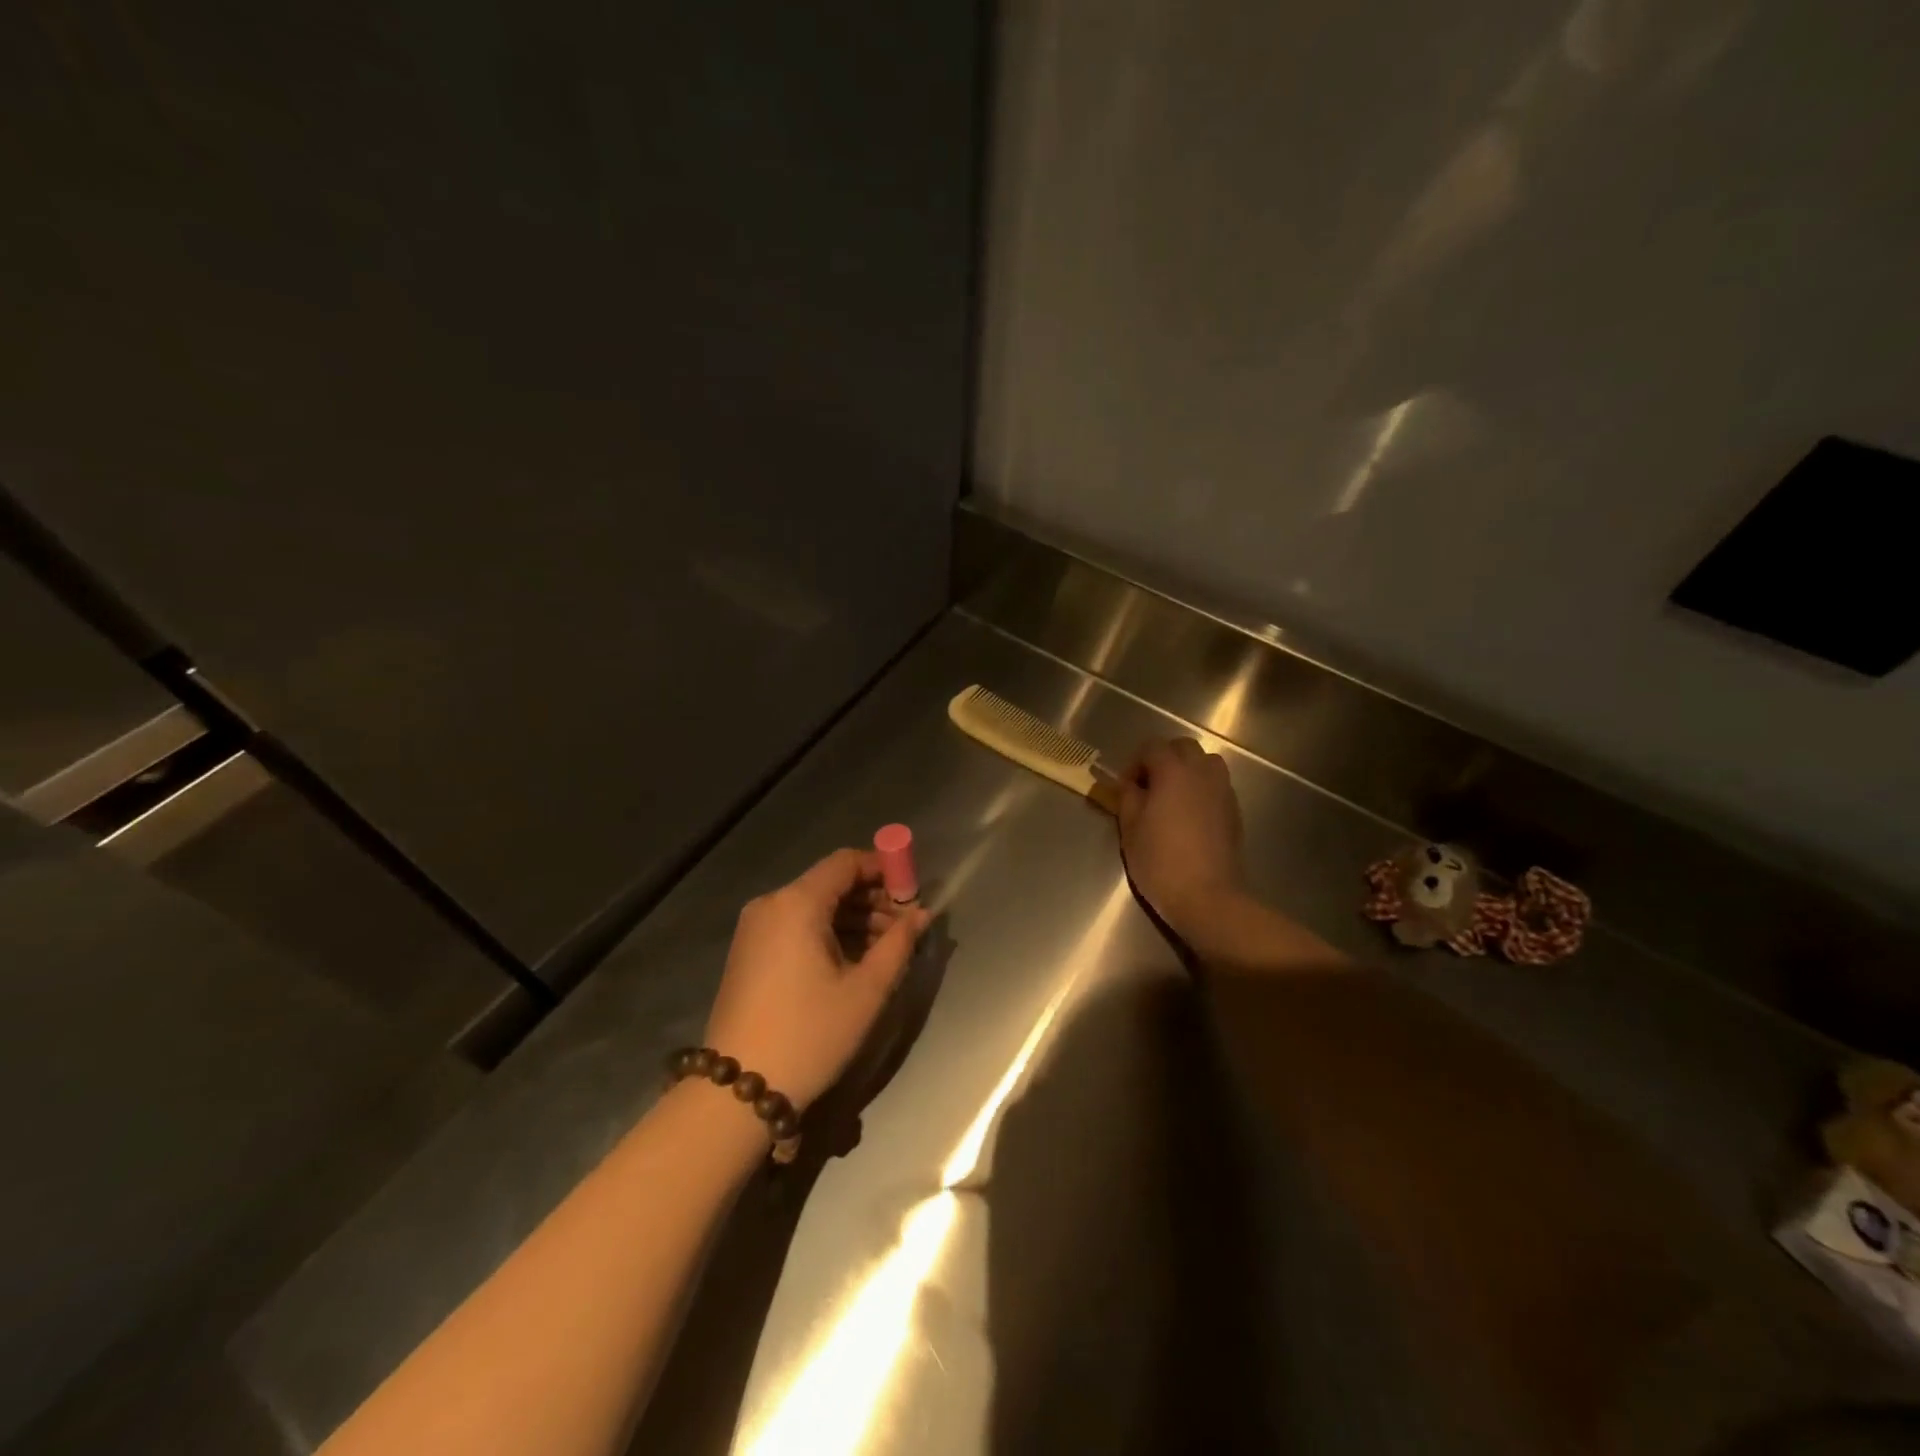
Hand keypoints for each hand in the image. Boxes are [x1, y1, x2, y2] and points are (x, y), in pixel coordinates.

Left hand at [703, 849, 929, 1112]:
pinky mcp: (749, 953)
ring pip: (814, 907)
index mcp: (797, 903)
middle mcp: (771, 905)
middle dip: (872, 899)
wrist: (738, 1090)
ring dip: (853, 919)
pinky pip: (796, 927)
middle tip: (905, 929)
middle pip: (830, 883)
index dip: (883, 870)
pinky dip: (827, 934)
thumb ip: (899, 943)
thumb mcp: (866, 990)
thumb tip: (921, 914)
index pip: (846, 862)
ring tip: (886, 950)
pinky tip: (853, 961)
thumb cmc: (810, 1034)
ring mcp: (755, 929)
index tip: (912, 893)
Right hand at [1117, 736, 1247, 944]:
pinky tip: (1189, 817)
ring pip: (1206, 763)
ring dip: (1187, 771)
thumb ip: (1127, 797)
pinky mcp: (1234, 811)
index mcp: (1173, 772)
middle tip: (1148, 787)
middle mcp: (1202, 773)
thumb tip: (1130, 784)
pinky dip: (1202, 790)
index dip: (1135, 763)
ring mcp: (1223, 791)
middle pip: (1183, 747)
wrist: (1207, 897)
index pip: (1152, 747)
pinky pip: (1217, 785)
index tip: (1126, 788)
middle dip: (1163, 759)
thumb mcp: (1129, 828)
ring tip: (1172, 798)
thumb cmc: (1160, 861)